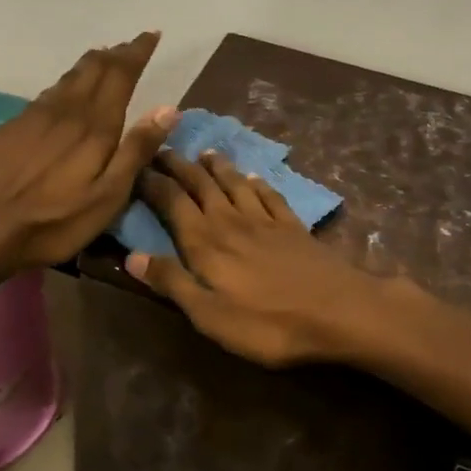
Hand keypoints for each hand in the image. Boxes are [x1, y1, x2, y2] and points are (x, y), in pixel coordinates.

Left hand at [0, 32, 175, 285]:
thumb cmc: (54, 221)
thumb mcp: (108, 196)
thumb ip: (137, 150)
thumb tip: (168, 108)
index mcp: (94, 125)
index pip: (120, 74)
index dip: (137, 52)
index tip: (151, 35)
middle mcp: (65, 110)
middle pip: (93, 69)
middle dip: (115, 54)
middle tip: (131, 46)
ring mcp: (34, 116)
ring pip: (68, 78)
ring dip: (90, 65)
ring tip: (104, 59)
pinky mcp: (13, 127)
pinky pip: (47, 93)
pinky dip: (66, 83)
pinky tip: (65, 92)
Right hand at [130, 149, 470, 436]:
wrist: (339, 311)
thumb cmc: (268, 322)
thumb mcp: (210, 315)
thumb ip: (172, 283)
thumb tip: (132, 256)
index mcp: (205, 242)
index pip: (172, 202)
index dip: (152, 183)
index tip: (136, 166)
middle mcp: (231, 221)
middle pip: (201, 185)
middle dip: (179, 166)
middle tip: (163, 148)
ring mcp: (265, 221)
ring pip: (235, 184)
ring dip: (217, 167)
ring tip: (205, 152)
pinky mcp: (293, 227)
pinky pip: (270, 196)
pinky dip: (258, 183)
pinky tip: (254, 177)